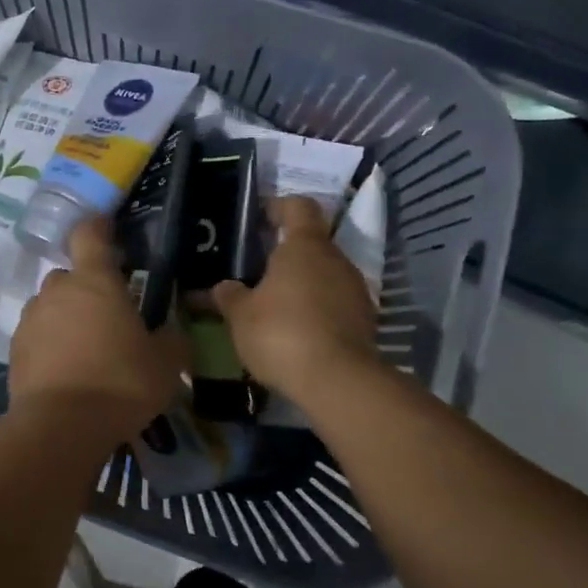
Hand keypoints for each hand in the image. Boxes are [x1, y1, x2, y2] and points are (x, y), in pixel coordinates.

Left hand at [9, 217, 186, 440]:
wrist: (60, 428)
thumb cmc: (120, 383)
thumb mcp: (165, 364)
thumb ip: (172, 340)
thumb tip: (173, 333)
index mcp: (95, 281)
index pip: (90, 234)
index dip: (98, 227)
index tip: (108, 230)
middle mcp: (58, 290)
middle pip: (72, 276)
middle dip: (88, 290)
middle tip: (110, 317)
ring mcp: (31, 319)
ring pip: (52, 306)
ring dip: (68, 318)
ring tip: (88, 350)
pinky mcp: (15, 350)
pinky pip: (38, 335)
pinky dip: (51, 345)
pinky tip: (68, 372)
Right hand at [212, 195, 379, 406]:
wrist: (338, 381)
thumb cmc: (282, 333)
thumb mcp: (241, 316)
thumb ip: (229, 296)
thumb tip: (222, 287)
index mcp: (305, 246)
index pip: (298, 206)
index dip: (278, 206)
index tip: (259, 218)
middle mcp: (336, 259)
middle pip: (311, 243)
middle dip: (285, 254)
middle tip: (257, 271)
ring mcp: (355, 289)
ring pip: (324, 274)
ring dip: (302, 284)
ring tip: (274, 306)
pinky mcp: (365, 320)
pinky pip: (335, 302)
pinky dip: (317, 309)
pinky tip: (296, 332)